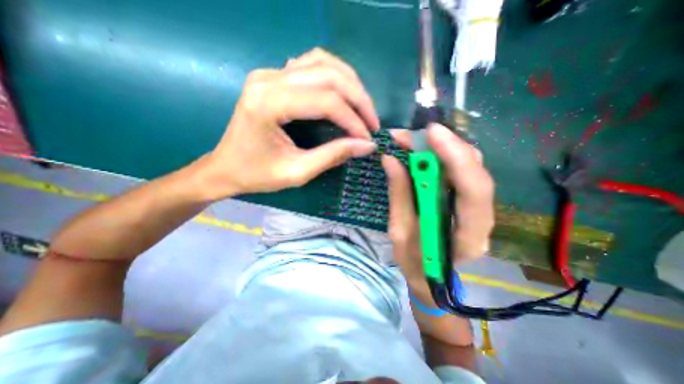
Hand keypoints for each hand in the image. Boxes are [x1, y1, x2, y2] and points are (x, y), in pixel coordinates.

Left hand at [194, 48, 381, 200]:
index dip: (353, 119)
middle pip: (328, 75)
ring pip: (323, 63)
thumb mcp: (297, 172)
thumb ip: (333, 156)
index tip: (368, 138)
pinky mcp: (274, 77)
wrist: (226, 167)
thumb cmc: (257, 175)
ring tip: (363, 109)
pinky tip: (342, 94)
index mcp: (268, 103)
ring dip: (350, 84)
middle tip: (372, 123)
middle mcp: (268, 79)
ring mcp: (270, 73)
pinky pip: (312, 64)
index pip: (325, 101)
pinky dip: (334, 76)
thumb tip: (366, 145)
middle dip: (358, 99)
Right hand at [383, 126, 494, 296]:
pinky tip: (423, 150)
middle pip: (475, 171)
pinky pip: (460, 171)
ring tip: (414, 140)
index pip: (472, 191)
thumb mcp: (400, 231)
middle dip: (446, 146)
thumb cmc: (414, 262)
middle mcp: (482, 219)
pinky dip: (442, 156)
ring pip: (470, 167)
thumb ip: (399, 195)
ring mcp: (478, 208)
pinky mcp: (467, 200)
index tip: (431, 134)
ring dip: (443, 148)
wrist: (430, 277)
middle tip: (413, 134)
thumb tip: (391, 159)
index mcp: (467, 236)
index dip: (455, 158)